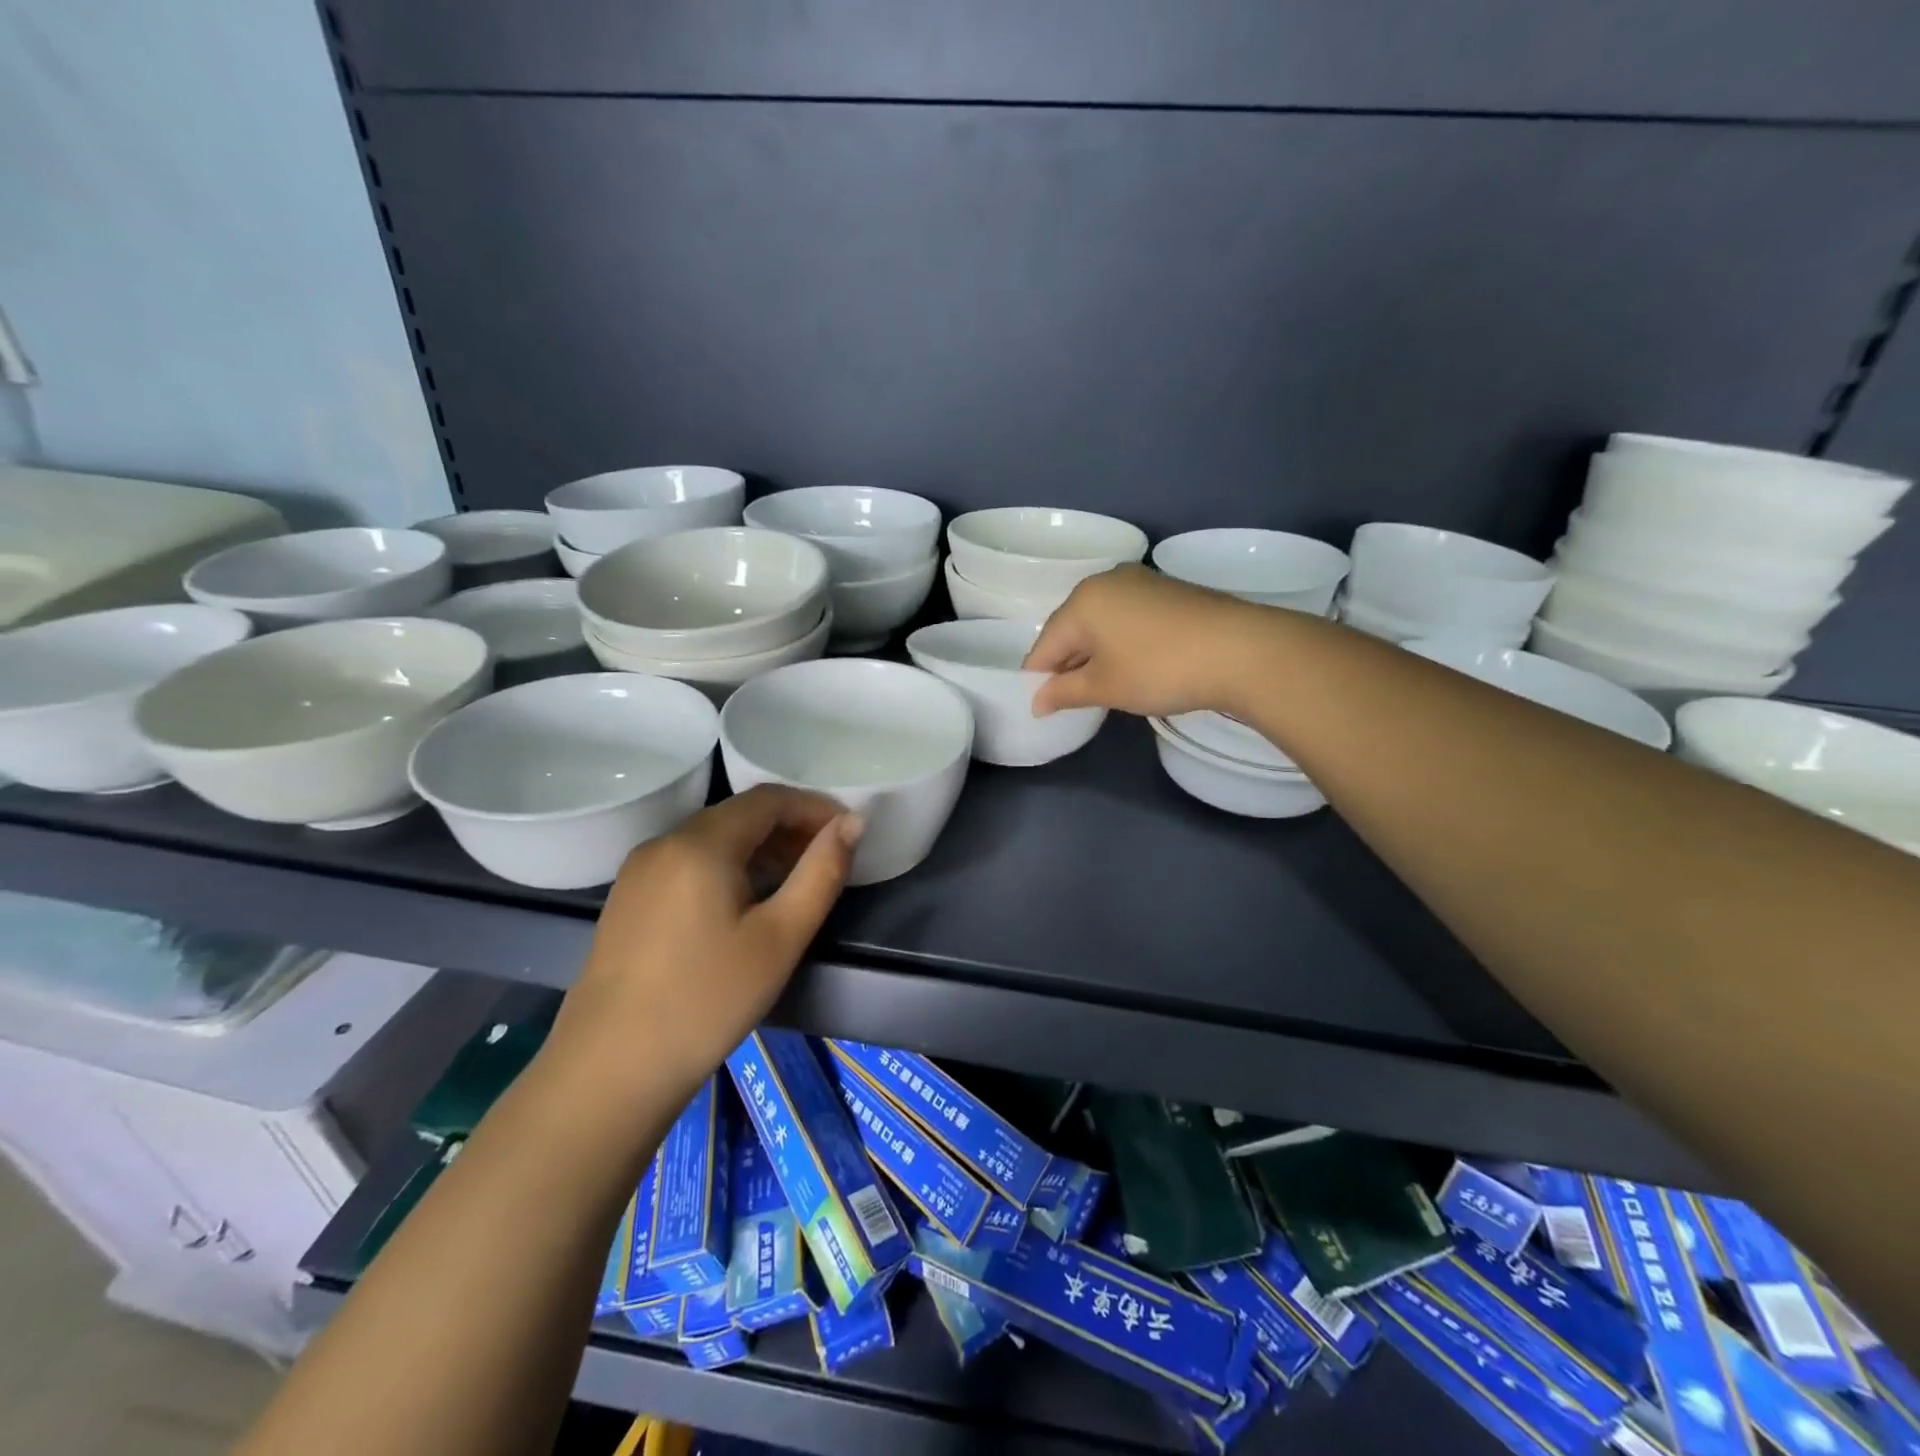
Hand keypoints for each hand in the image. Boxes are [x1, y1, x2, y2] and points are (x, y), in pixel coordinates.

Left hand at [547, 785, 862, 1100]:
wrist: (609, 1071)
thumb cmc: (707, 1000)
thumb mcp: (781, 937)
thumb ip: (822, 873)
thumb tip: (852, 823)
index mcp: (700, 843)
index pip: (768, 798)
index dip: (814, 807)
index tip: (848, 832)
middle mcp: (664, 842)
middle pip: (738, 814)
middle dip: (789, 827)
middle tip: (827, 858)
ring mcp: (639, 871)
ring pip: (712, 838)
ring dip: (759, 847)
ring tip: (795, 881)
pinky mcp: (628, 899)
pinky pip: (688, 861)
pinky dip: (727, 865)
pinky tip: (744, 903)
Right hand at [1024, 564, 1281, 717]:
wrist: (1242, 650)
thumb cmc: (1159, 669)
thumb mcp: (1105, 687)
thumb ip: (1064, 693)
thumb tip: (1037, 702)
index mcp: (1082, 601)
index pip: (1045, 644)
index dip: (1040, 679)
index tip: (1044, 708)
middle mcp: (1106, 581)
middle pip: (1071, 628)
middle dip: (1067, 664)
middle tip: (1073, 700)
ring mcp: (1141, 581)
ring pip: (1101, 622)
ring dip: (1095, 653)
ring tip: (1104, 685)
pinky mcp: (1168, 590)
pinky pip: (1127, 617)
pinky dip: (1121, 641)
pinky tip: (1133, 665)